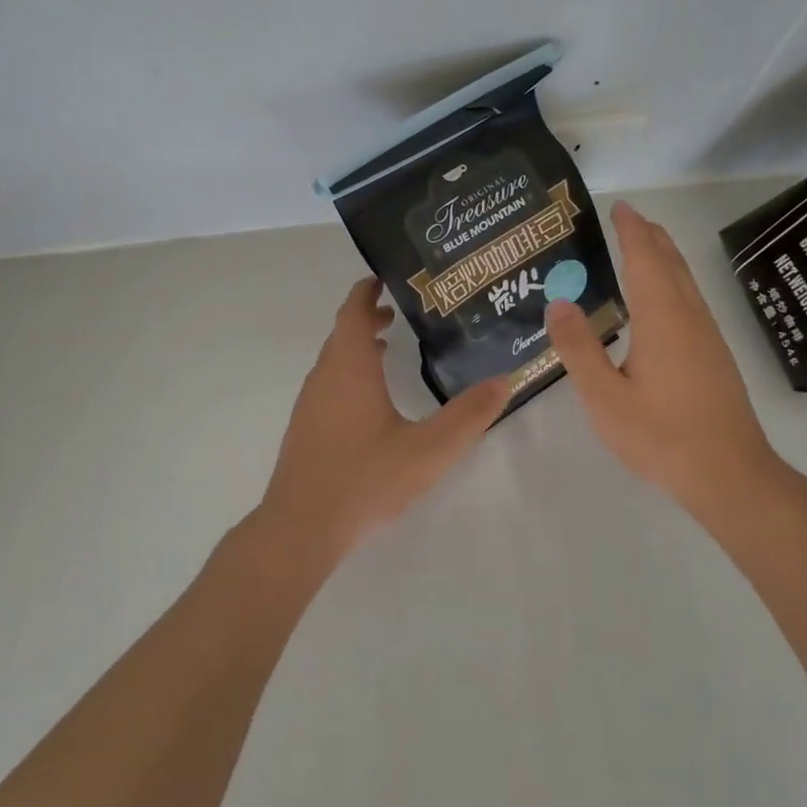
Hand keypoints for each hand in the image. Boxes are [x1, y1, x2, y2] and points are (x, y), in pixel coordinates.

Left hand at [255, 278, 510, 565]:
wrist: (301, 528)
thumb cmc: (365, 479)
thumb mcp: (429, 450)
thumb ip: (469, 415)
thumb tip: (504, 379)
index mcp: (350, 367)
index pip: (354, 311)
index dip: (367, 291)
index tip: (388, 278)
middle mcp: (325, 376)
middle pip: (343, 331)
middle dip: (369, 316)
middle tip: (402, 313)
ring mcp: (310, 402)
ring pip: (334, 359)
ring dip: (359, 345)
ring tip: (391, 348)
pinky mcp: (305, 427)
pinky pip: (329, 382)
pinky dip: (350, 372)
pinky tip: (372, 401)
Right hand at [544, 201, 794, 536]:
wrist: (731, 475)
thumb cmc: (661, 436)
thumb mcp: (605, 398)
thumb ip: (579, 349)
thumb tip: (558, 303)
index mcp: (662, 319)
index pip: (645, 260)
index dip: (631, 231)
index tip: (620, 206)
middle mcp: (689, 318)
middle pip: (671, 263)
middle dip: (650, 236)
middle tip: (628, 218)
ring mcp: (707, 337)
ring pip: (685, 281)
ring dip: (664, 257)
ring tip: (644, 245)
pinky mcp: (714, 356)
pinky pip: (690, 300)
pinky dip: (672, 281)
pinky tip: (662, 301)